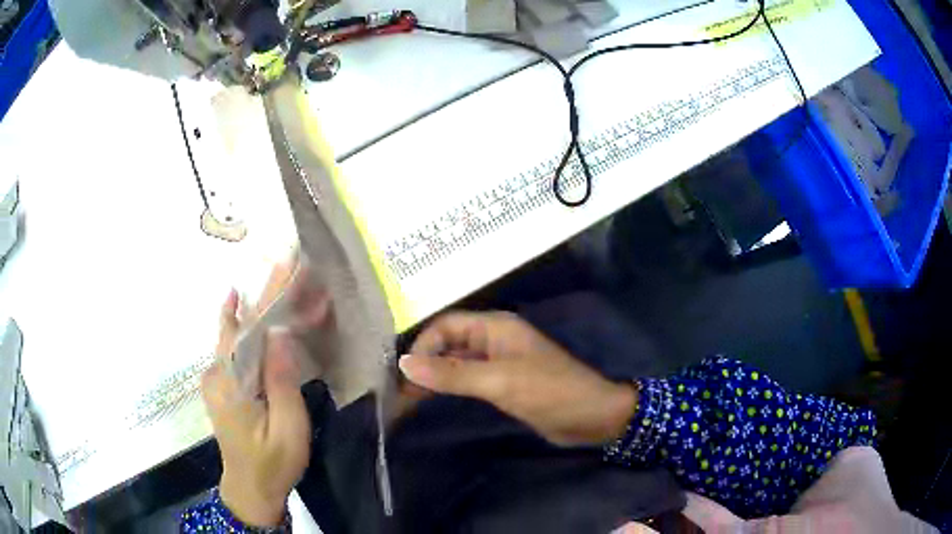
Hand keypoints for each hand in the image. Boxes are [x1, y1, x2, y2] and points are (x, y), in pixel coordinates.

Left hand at [204, 257, 328, 526]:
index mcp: (233, 383)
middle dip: (264, 292)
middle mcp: (218, 372)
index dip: (272, 296)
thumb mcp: (287, 430)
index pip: (252, 329)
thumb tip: (281, 334)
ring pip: (233, 331)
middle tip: (286, 262)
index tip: (289, 266)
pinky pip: (231, 345)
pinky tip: (240, 302)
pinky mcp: (220, 384)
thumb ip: (282, 382)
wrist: (248, 489)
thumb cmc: (272, 463)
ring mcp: (216, 377)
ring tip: (274, 277)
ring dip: (254, 303)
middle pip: (240, 323)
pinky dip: (243, 321)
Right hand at [399, 311, 637, 445]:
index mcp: (495, 327)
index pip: (446, 325)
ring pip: (455, 364)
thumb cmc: (549, 392)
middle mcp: (493, 340)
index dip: (422, 345)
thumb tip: (403, 364)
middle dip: (423, 363)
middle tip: (398, 390)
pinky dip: (448, 389)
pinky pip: (467, 381)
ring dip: (432, 378)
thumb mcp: (499, 381)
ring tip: (406, 399)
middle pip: (448, 343)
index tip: (402, 373)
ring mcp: (497, 363)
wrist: (590, 417)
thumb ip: (452, 373)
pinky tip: (431, 402)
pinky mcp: (501, 385)